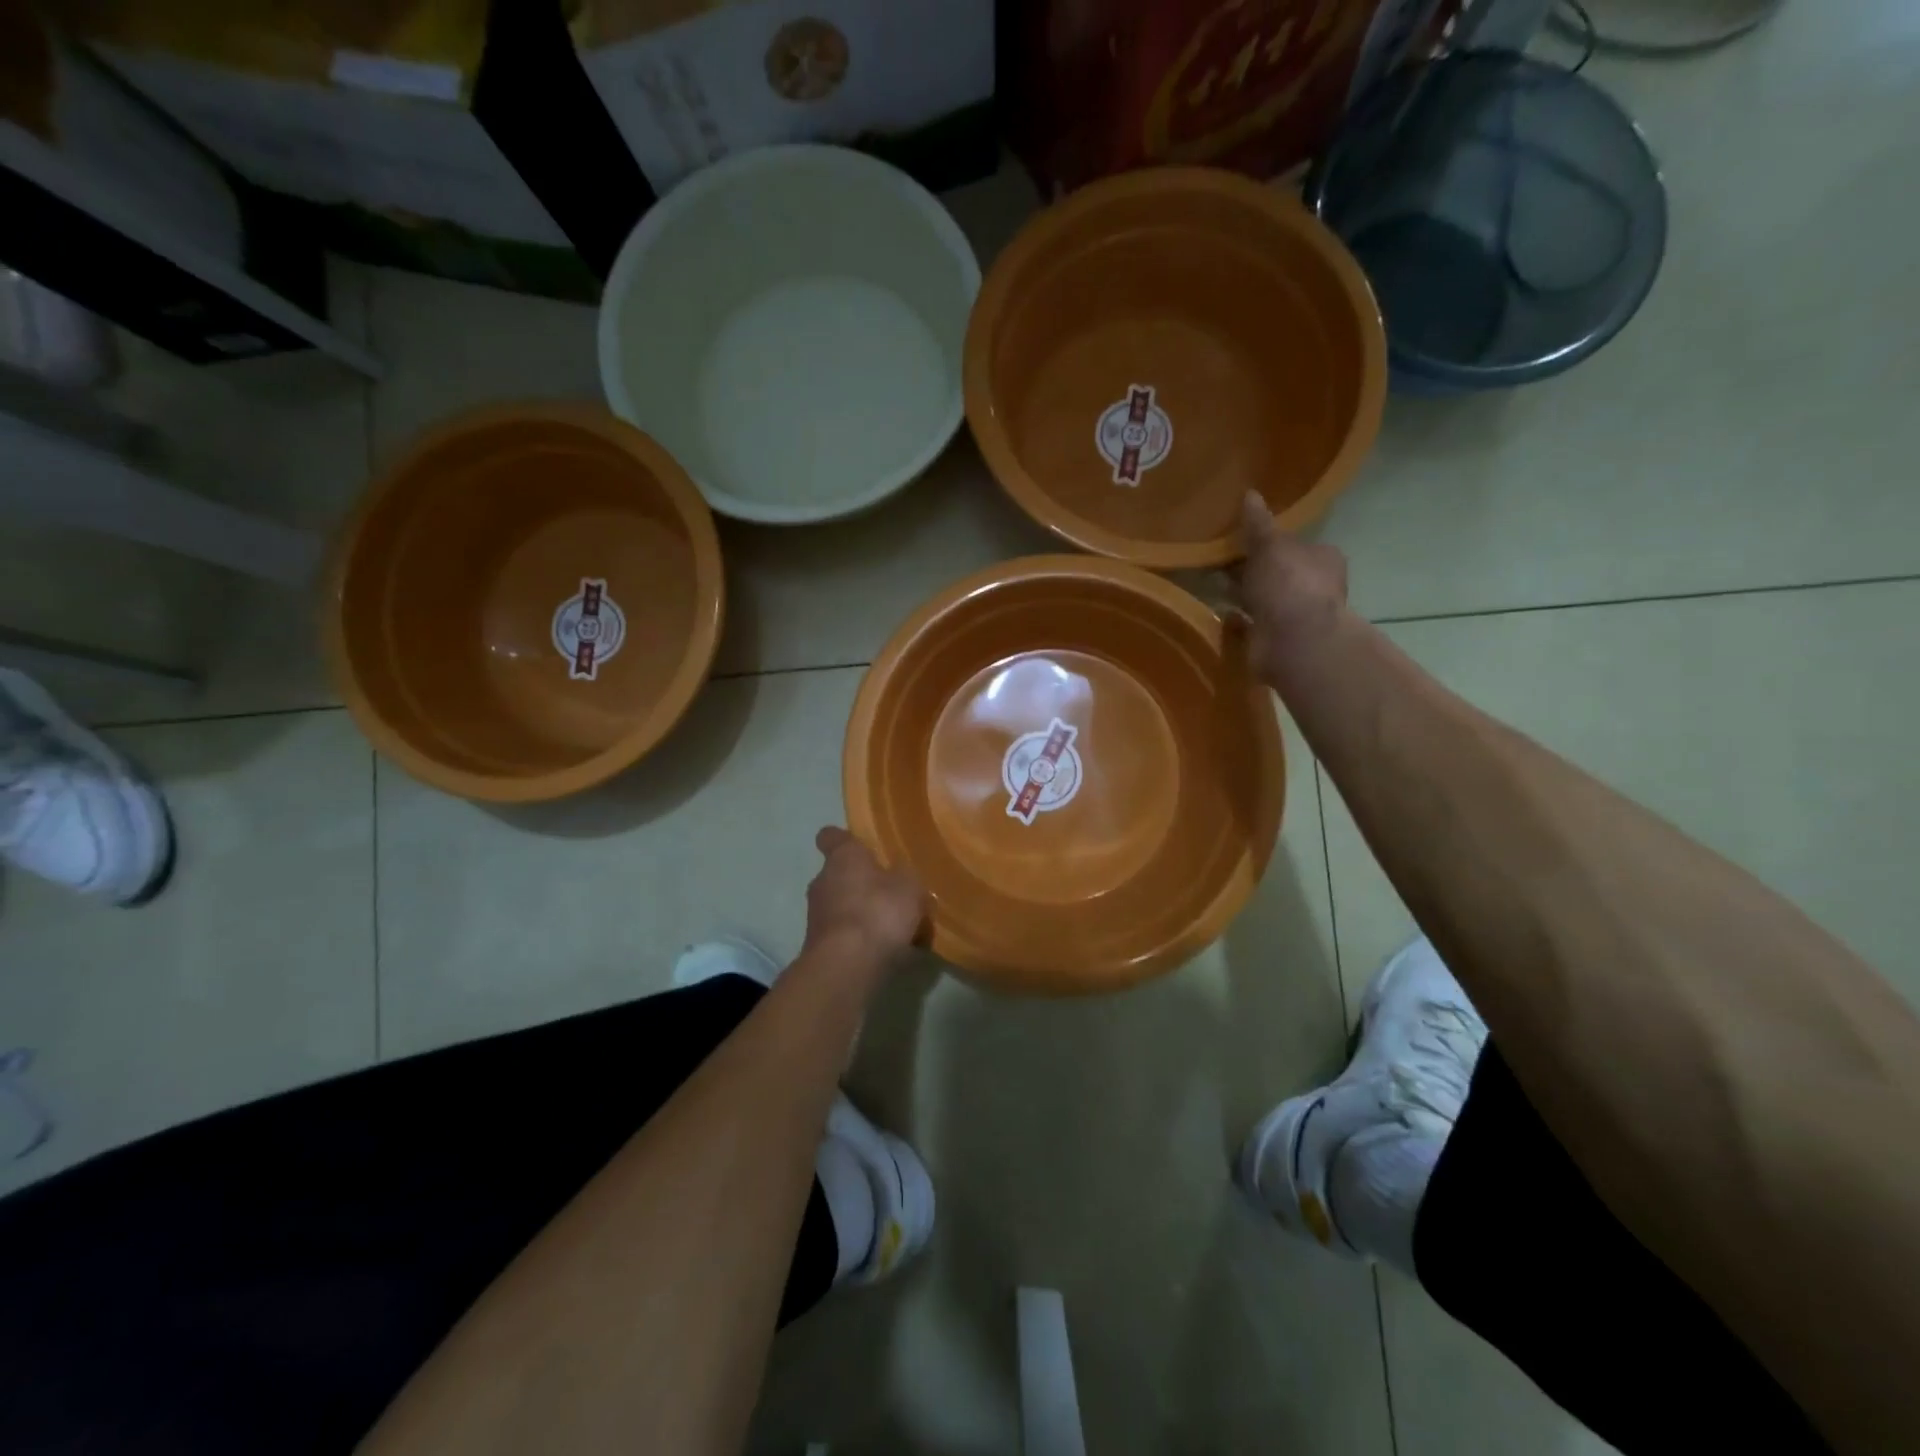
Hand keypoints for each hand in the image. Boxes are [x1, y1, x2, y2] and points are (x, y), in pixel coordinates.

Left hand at [802, 827, 926, 966]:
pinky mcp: (818, 946)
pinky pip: (845, 935)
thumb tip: (900, 876)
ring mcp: (816, 916)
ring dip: (862, 914)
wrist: (846, 966)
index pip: (831, 836)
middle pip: (840, 875)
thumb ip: (905, 877)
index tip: (860, 846)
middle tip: (892, 894)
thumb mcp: (909, 886)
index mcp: (842, 857)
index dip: (844, 839)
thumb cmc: (878, 911)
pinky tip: (886, 952)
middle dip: (862, 883)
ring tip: (894, 929)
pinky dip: (861, 940)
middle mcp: (822, 881)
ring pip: (842, 907)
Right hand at [1233, 491, 1349, 679]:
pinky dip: (1239, 621)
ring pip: (1266, 601)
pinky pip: (1254, 626)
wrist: (1293, 641)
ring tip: (1215, 588)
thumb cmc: (1288, 584)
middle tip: (1223, 563)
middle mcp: (1315, 587)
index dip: (1273, 542)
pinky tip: (1221, 615)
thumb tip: (1250, 494)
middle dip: (1256, 570)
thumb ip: (1258, 523)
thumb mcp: (1270, 544)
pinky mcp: (1279, 642)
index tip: (1245, 541)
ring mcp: (1297, 618)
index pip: (1297, 544)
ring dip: (1246, 596)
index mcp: (1322, 558)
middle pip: (1281, 573)